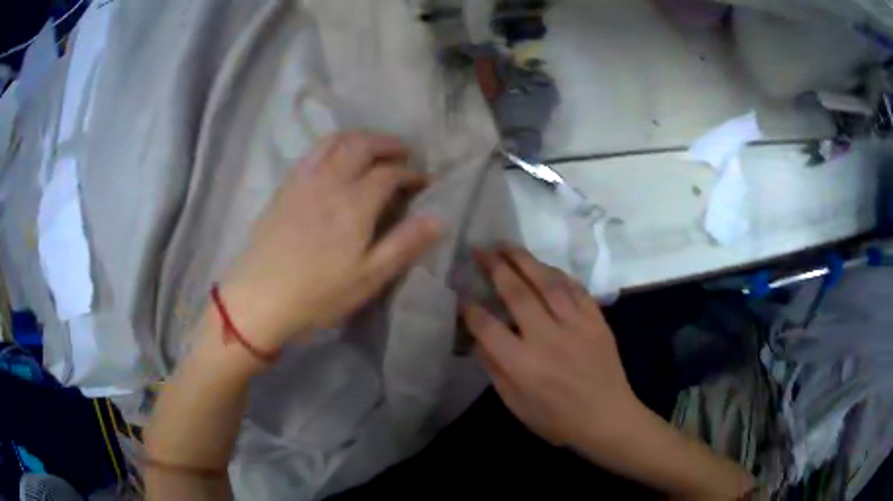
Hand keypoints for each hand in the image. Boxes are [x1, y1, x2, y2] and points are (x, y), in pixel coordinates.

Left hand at [221, 132, 443, 350]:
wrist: (260, 299)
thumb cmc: (318, 294)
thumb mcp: (369, 278)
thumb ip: (404, 244)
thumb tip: (439, 219)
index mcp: (354, 203)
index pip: (390, 173)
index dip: (412, 174)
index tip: (424, 182)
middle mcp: (330, 181)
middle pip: (362, 144)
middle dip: (388, 144)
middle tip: (403, 154)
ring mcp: (304, 180)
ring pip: (335, 141)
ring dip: (359, 138)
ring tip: (372, 149)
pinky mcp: (285, 187)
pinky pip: (313, 153)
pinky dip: (333, 146)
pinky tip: (335, 160)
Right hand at [462, 244, 642, 448]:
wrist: (607, 418)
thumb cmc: (557, 419)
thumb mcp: (516, 404)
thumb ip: (495, 369)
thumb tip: (478, 337)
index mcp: (522, 364)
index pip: (487, 325)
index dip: (469, 306)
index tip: (460, 291)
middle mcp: (547, 337)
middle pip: (516, 292)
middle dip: (494, 266)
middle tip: (480, 249)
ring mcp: (575, 324)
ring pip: (546, 282)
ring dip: (523, 259)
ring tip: (506, 245)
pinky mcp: (596, 320)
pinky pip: (575, 288)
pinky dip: (557, 273)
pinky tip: (544, 266)